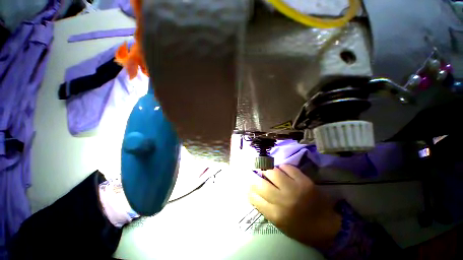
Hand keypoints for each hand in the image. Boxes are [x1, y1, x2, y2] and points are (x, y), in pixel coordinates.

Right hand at [249, 165, 341, 248]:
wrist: (327, 227)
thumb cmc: (300, 228)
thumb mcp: (279, 223)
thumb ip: (264, 207)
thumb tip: (252, 192)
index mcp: (276, 215)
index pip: (254, 197)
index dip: (249, 189)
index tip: (248, 185)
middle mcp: (283, 201)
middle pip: (260, 183)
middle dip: (256, 178)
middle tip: (257, 175)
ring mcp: (295, 189)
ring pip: (273, 172)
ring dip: (268, 170)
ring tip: (269, 172)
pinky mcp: (305, 181)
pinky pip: (287, 167)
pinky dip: (282, 167)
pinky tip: (282, 171)